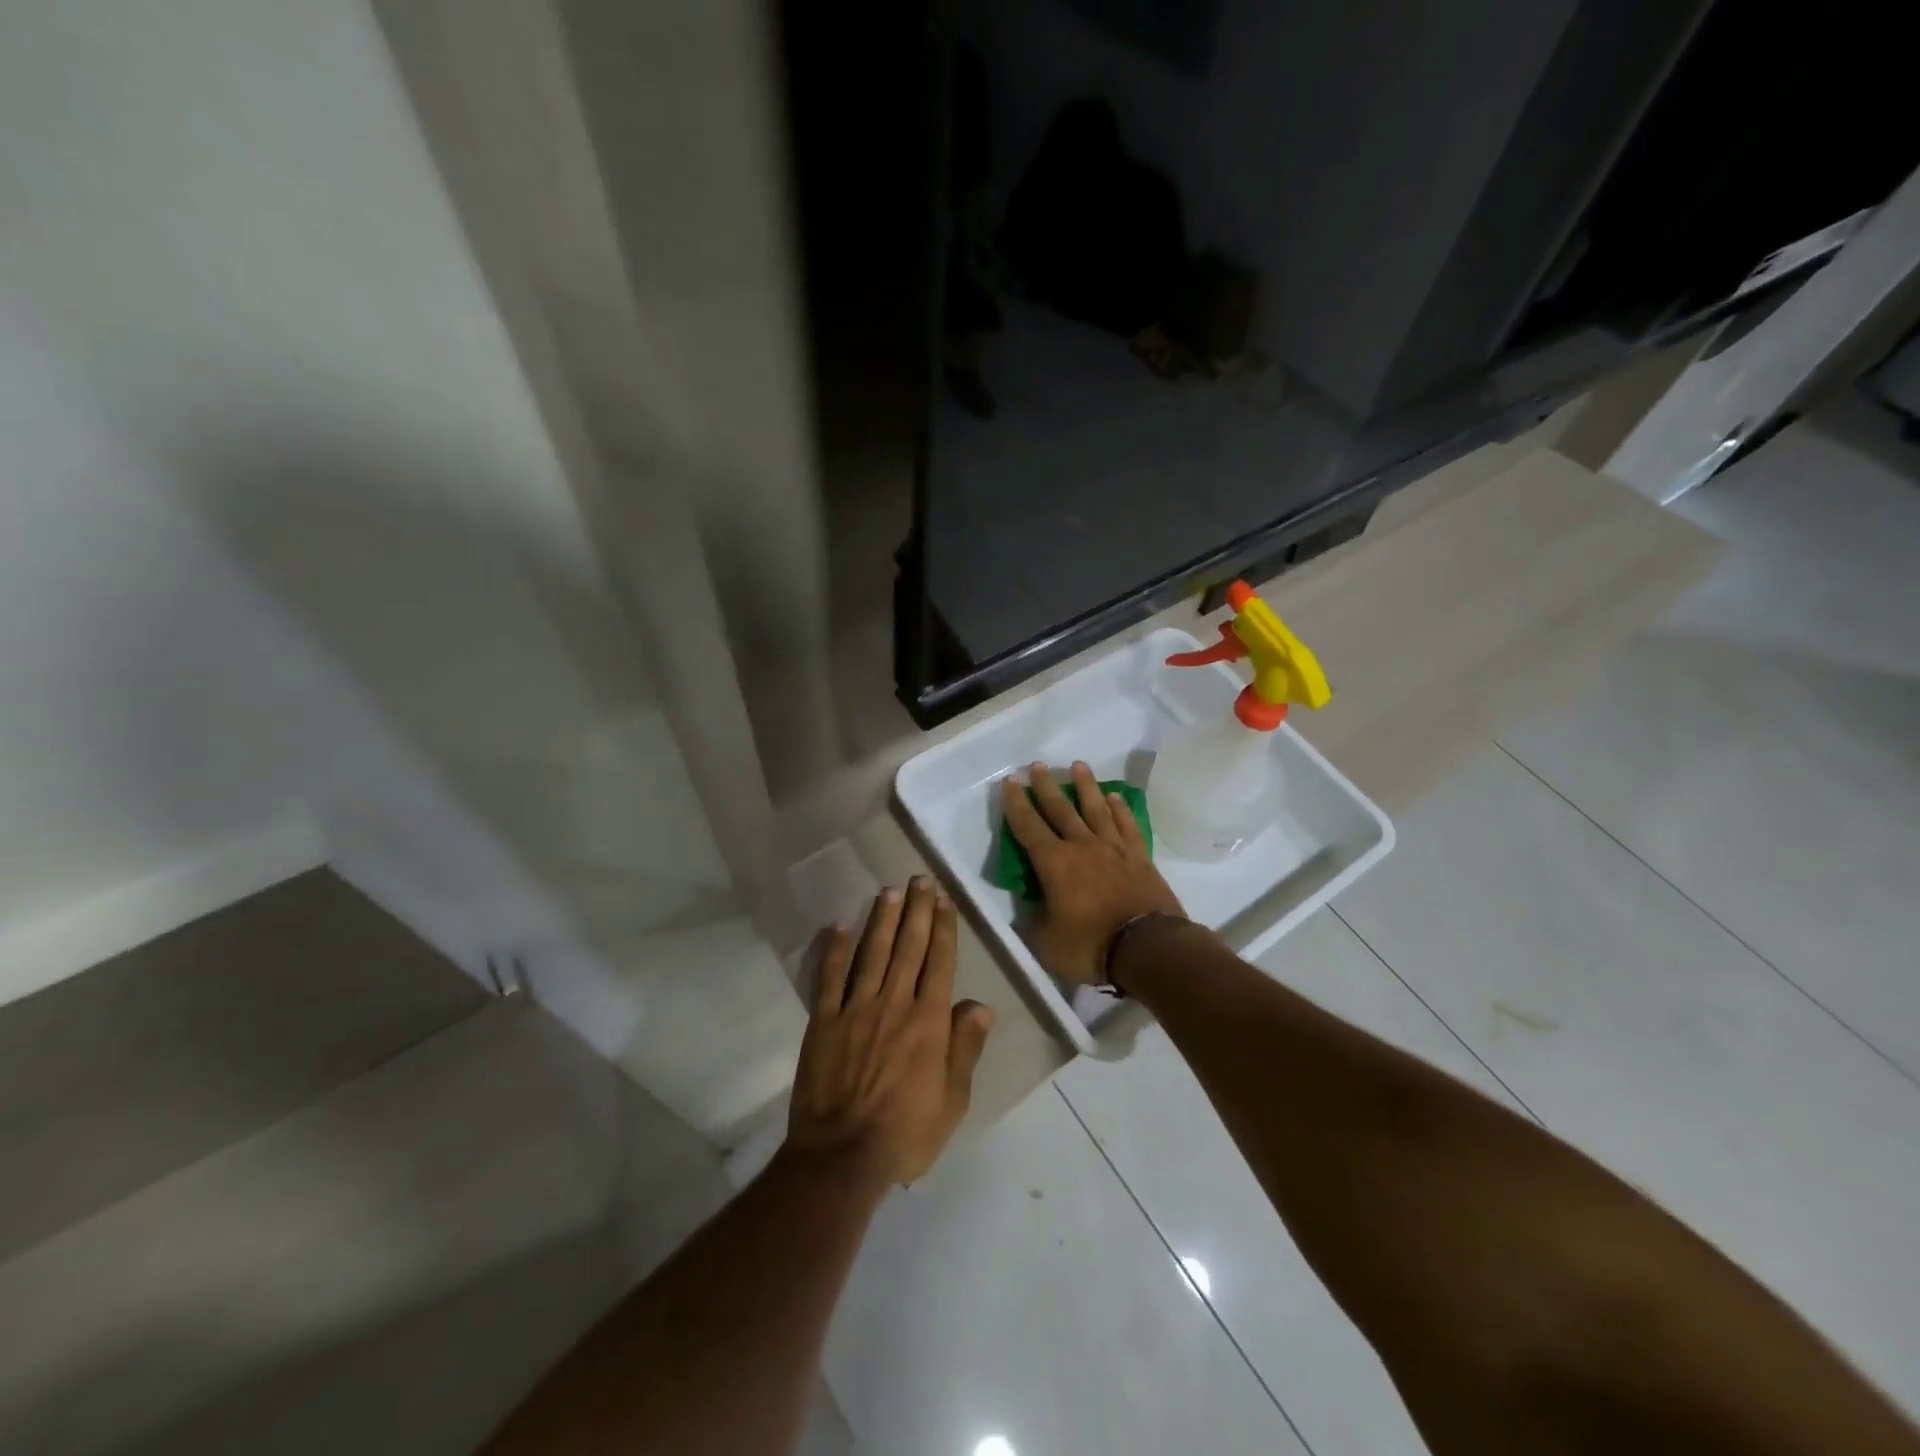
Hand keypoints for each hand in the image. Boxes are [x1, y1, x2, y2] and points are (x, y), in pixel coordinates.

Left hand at [787, 878, 994, 1186]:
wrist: (842, 1156)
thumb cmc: (906, 1132)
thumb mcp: (952, 1100)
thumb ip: (965, 1049)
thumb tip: (980, 1005)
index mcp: (928, 1022)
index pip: (939, 963)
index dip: (943, 929)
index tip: (945, 901)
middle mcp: (894, 1004)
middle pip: (908, 948)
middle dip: (917, 911)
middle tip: (920, 880)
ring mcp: (856, 1010)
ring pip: (872, 954)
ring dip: (882, 921)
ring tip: (889, 892)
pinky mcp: (823, 1022)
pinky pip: (829, 979)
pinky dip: (834, 952)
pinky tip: (838, 927)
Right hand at [1001, 761, 1185, 984]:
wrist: (1148, 947)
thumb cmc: (1091, 945)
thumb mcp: (1047, 943)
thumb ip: (1033, 923)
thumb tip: (1028, 912)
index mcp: (1054, 863)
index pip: (1028, 826)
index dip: (1016, 804)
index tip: (1010, 782)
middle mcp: (1082, 846)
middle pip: (1061, 809)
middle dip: (1046, 786)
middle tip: (1037, 765)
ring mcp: (1114, 848)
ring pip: (1096, 808)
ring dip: (1086, 786)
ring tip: (1078, 766)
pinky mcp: (1140, 857)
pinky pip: (1127, 824)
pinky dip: (1120, 809)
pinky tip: (1115, 797)